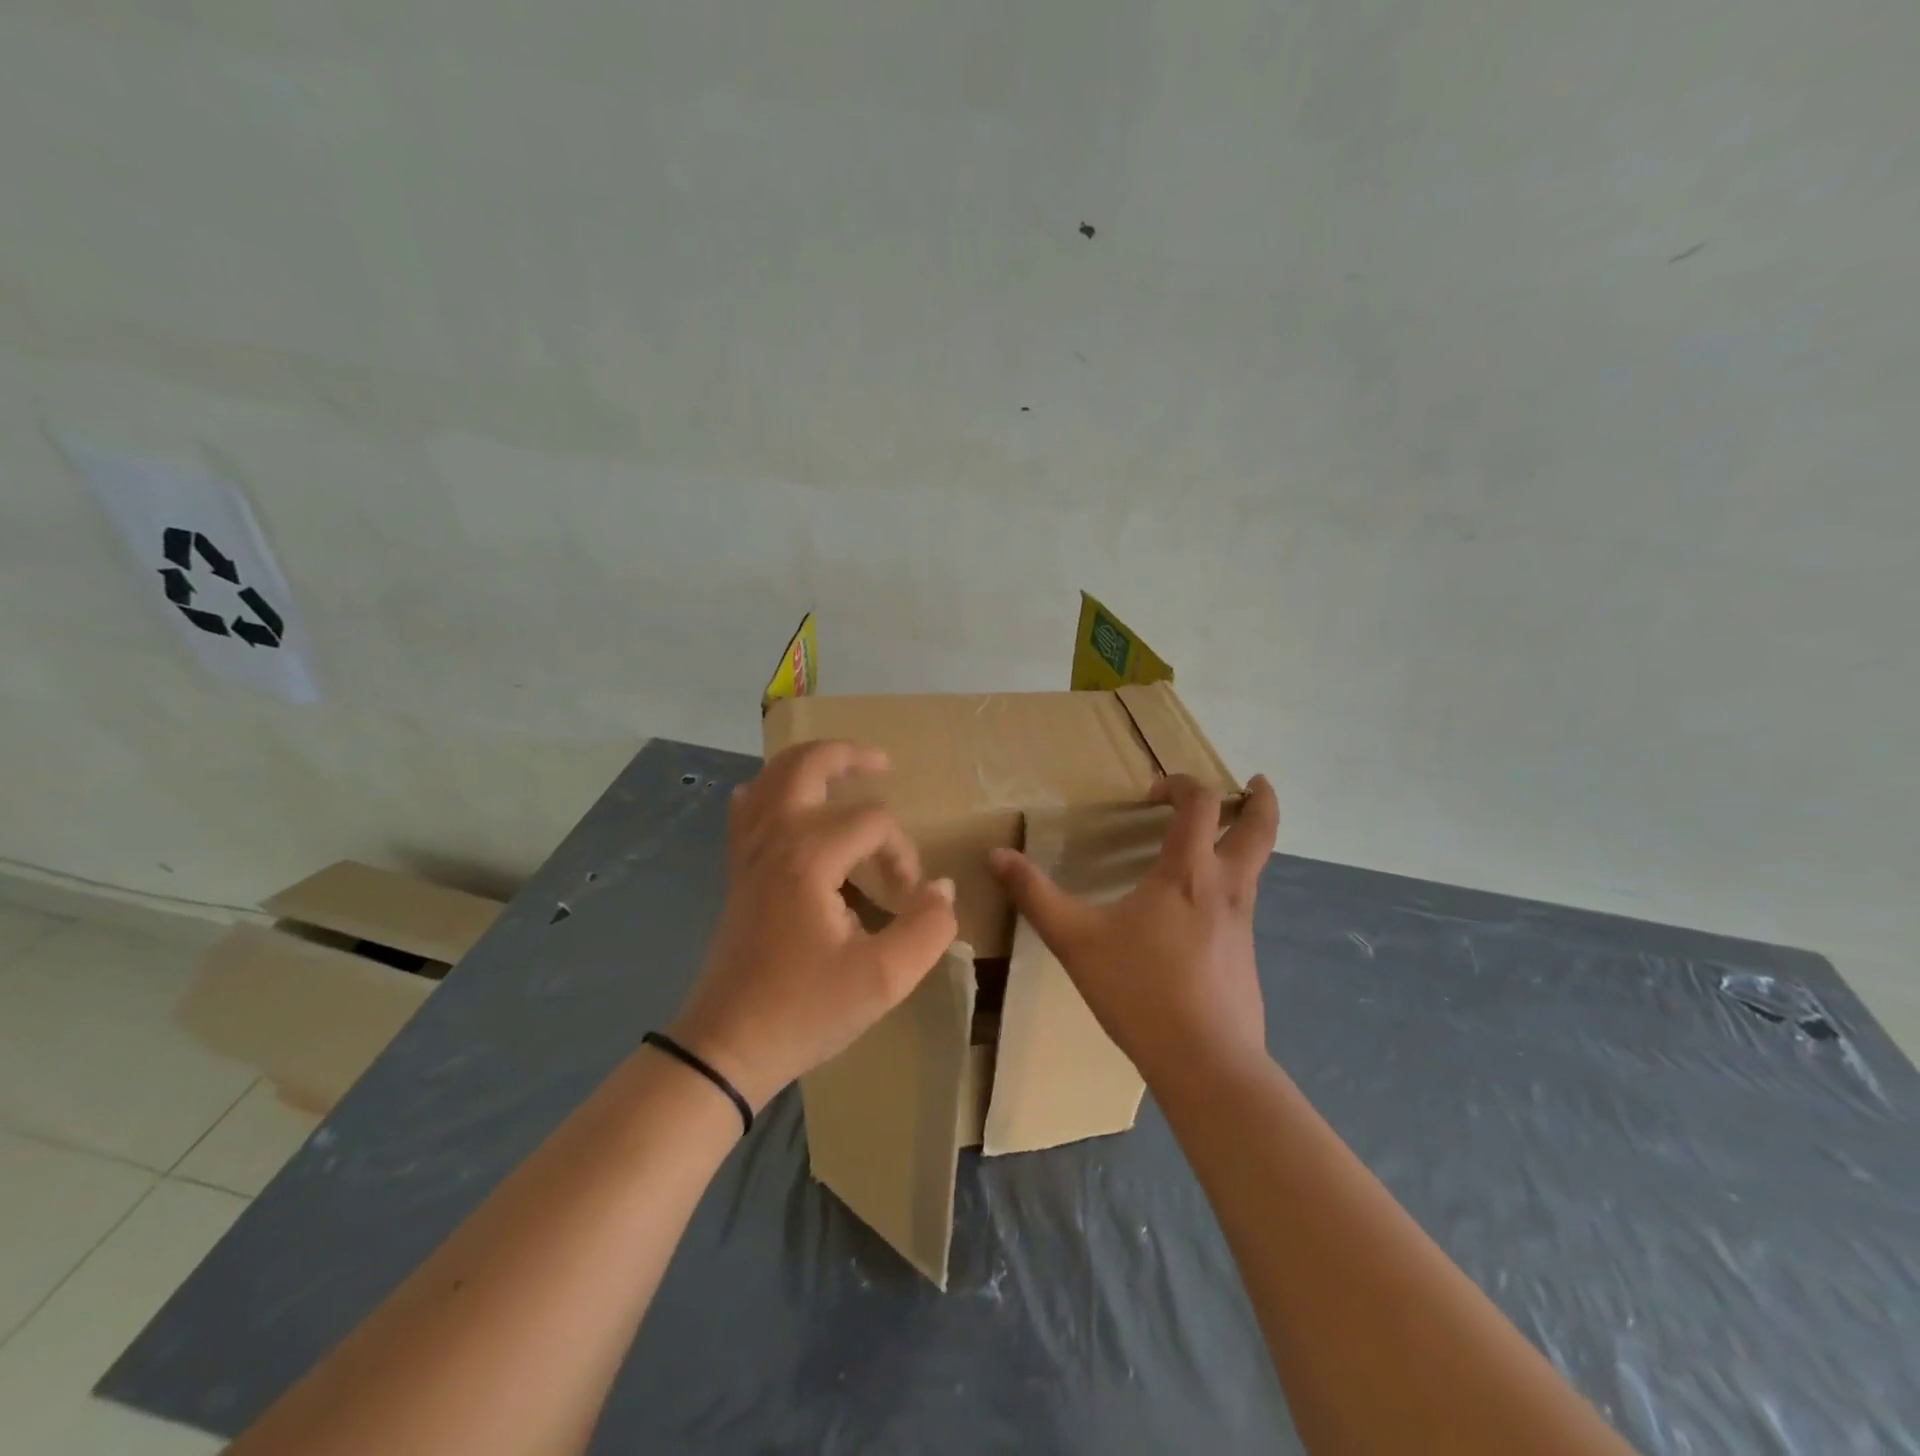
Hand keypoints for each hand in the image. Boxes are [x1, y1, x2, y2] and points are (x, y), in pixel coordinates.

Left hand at [668, 740, 958, 1113]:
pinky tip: (785, 803)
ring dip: (808, 764)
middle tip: (883, 763)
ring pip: (770, 778)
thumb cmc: (804, 1011)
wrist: (726, 1047)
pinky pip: (747, 809)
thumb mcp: (884, 978)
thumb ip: (928, 927)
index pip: (873, 822)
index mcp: (809, 857)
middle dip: (849, 756)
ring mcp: (748, 853)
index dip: (903, 853)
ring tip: (842, 770)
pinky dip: (769, 790)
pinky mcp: (737, 872)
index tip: (909, 897)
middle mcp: (773, 839)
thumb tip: (942, 888)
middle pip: (807, 765)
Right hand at [988, 774, 1279, 1086]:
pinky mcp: (1247, 956)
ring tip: (1219, 840)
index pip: (1201, 803)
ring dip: (1248, 841)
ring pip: (1258, 867)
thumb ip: (1034, 894)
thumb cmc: (1139, 990)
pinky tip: (1197, 913)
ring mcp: (1243, 923)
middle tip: (1254, 784)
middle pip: (1261, 827)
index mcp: (1188, 871)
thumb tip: (995, 854)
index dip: (1181, 784)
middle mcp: (1226, 887)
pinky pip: (1244, 903)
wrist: (1205, 1063)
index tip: (1152, 794)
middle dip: (1261, 800)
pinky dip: (1231, 885)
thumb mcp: (1075, 939)